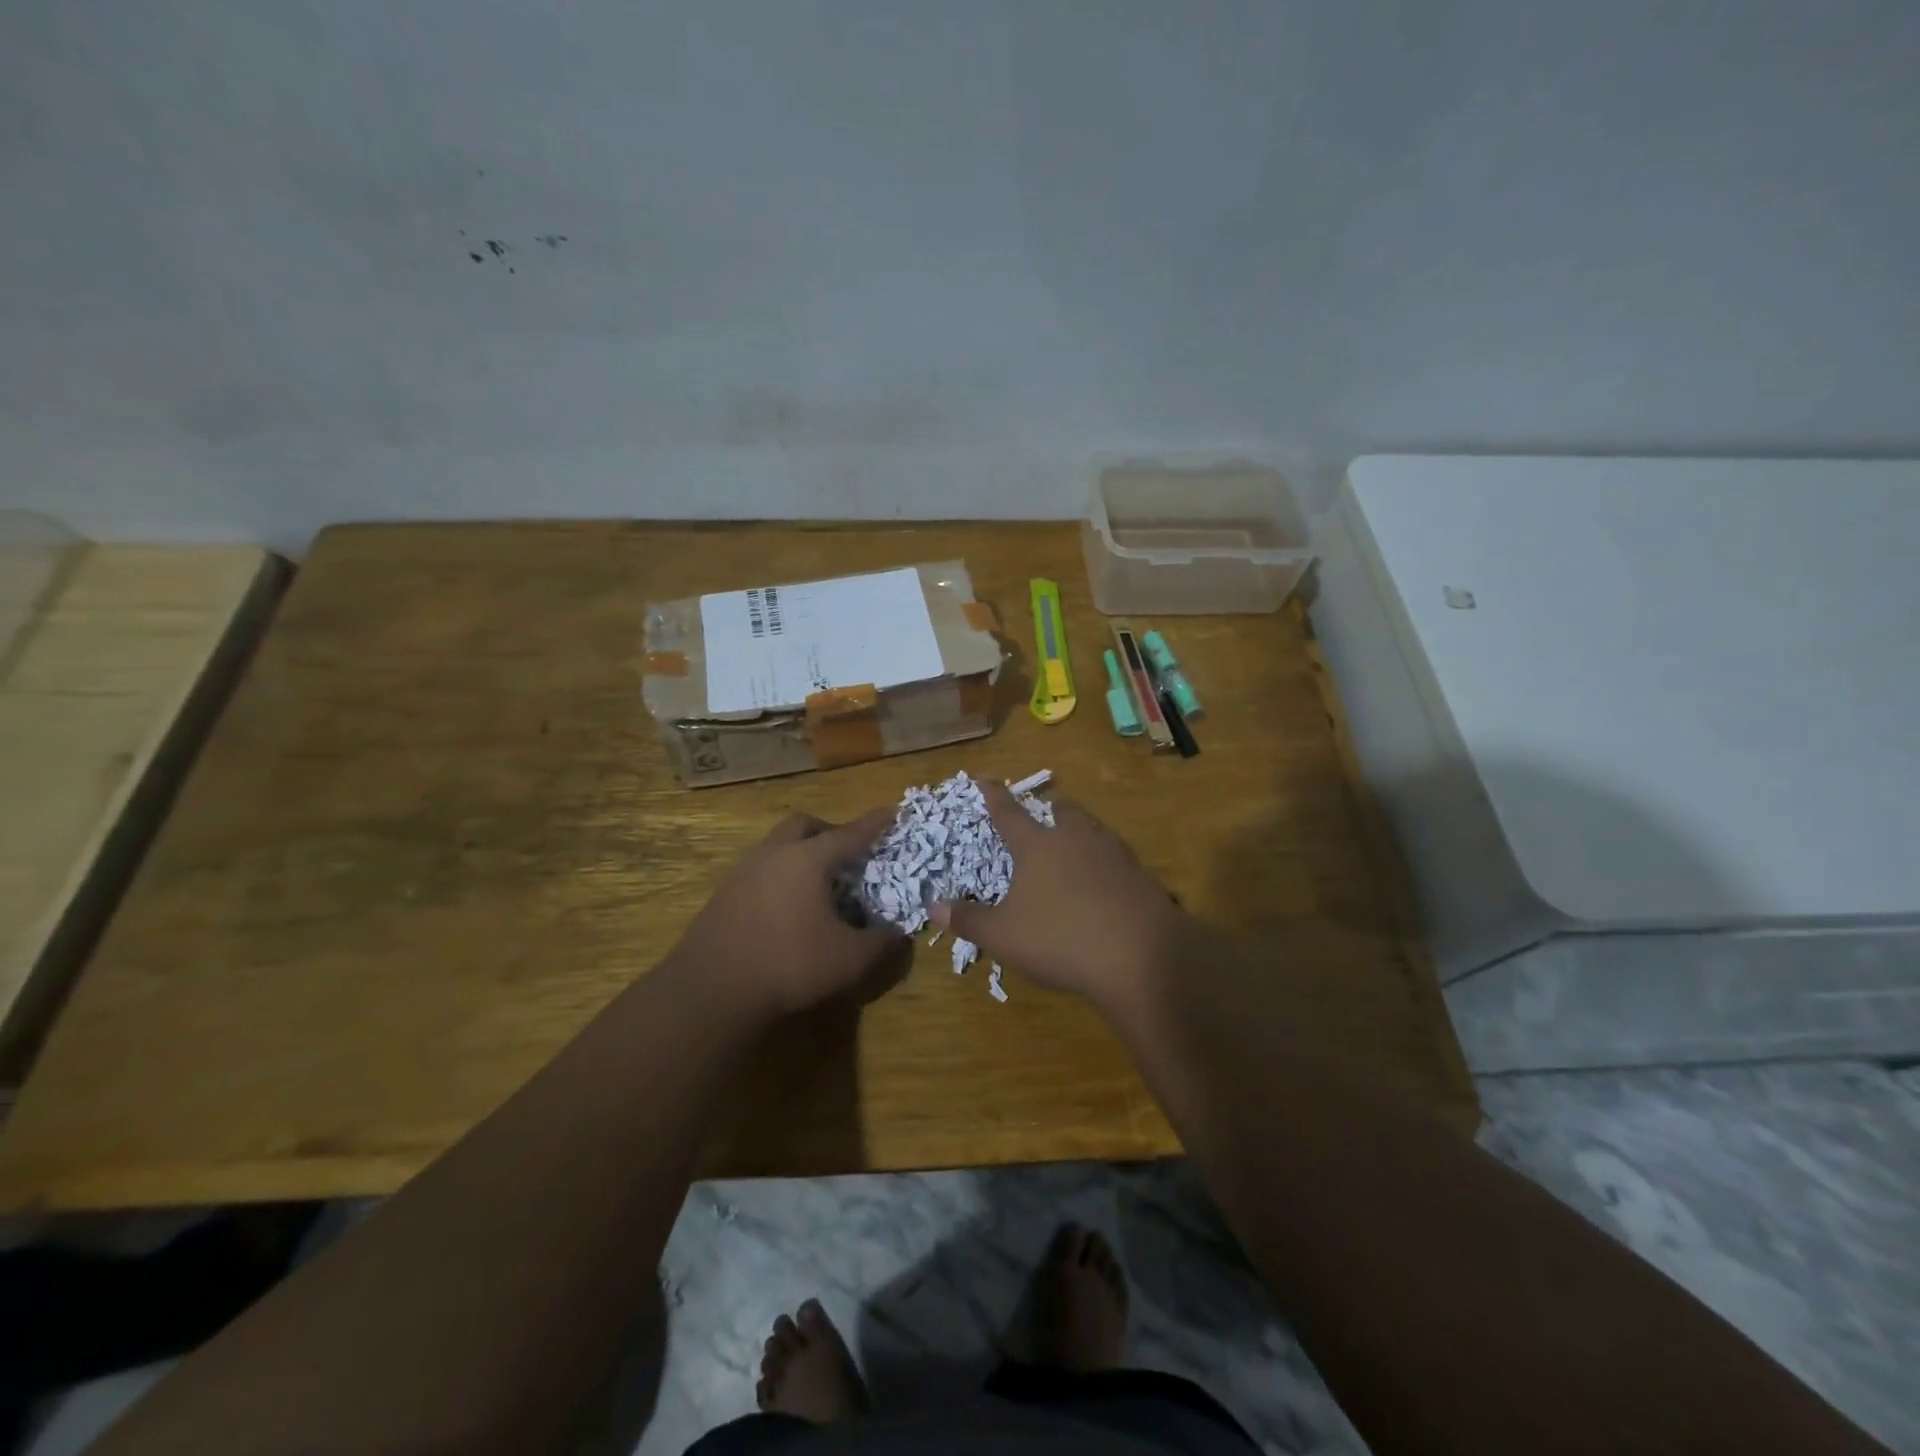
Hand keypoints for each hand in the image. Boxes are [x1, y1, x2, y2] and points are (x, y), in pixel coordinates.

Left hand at [671, 809, 906, 1018]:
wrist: (711, 990)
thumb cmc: (789, 965)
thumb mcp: (849, 960)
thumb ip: (881, 942)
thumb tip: (897, 931)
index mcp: (808, 860)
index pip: (850, 834)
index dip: (874, 824)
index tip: (892, 812)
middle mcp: (774, 855)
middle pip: (804, 825)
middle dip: (829, 830)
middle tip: (848, 851)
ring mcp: (743, 872)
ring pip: (777, 845)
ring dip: (801, 852)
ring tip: (819, 881)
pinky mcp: (724, 894)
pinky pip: (760, 869)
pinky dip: (780, 875)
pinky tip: (787, 906)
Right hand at [932, 782, 1184, 1009]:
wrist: (1142, 954)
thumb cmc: (1061, 938)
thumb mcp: (1004, 936)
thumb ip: (969, 919)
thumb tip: (934, 906)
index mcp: (1038, 846)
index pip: (1009, 814)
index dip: (994, 796)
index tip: (985, 779)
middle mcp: (1076, 838)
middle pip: (1062, 811)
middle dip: (1050, 809)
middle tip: (1045, 813)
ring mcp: (1114, 853)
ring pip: (1093, 829)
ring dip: (1081, 830)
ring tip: (1075, 844)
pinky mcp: (1141, 874)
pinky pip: (1117, 857)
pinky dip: (1105, 862)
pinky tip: (1105, 883)